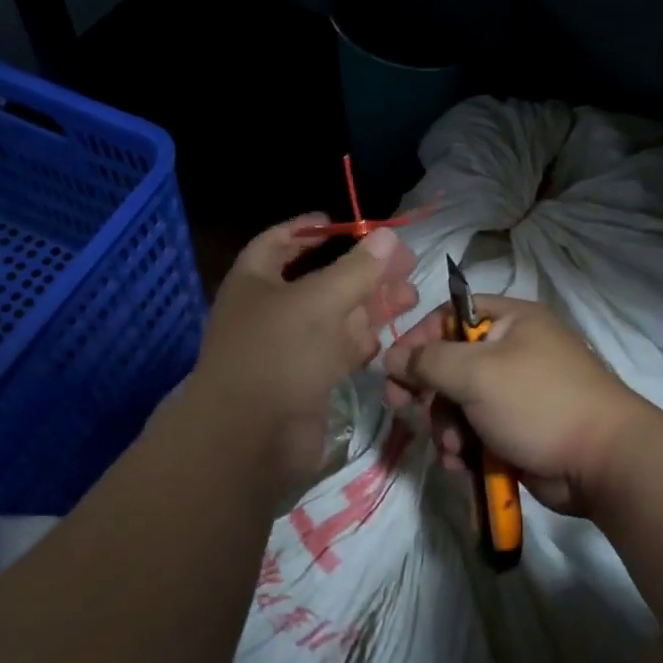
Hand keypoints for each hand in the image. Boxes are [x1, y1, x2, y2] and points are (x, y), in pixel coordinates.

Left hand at [186, 217, 417, 496]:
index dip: (310, 229)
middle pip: (320, 280)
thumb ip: (357, 269)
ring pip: (334, 317)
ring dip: (370, 306)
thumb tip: (388, 237)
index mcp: (255, 281)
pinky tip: (389, 335)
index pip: (281, 241)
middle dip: (361, 271)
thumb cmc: (279, 354)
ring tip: (411, 296)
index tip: (345, 223)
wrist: (251, 439)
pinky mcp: (305, 381)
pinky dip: (361, 341)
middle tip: (405, 264)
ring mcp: (288, 348)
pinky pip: (336, 351)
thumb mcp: (320, 302)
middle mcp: (269, 311)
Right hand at [383, 297, 650, 515]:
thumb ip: (427, 362)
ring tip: (454, 449)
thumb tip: (391, 356)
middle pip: (449, 364)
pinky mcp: (516, 430)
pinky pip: (474, 432)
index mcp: (510, 321)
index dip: (418, 340)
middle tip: (406, 409)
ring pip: (458, 404)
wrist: (601, 463)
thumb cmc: (538, 402)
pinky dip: (463, 448)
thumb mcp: (476, 373)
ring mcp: (515, 393)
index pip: (450, 316)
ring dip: (446, 427)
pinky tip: (462, 465)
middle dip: (431, 393)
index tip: (393, 369)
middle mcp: (512, 351)